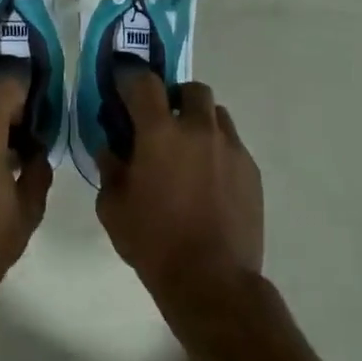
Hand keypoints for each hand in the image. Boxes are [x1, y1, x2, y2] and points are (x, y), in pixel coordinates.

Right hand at [96, 73, 263, 324]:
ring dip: (200, 121)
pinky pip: (233, 144)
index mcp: (160, 132)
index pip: (145, 82)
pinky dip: (218, 150)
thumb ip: (109, 169)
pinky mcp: (252, 170)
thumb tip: (111, 150)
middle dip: (175, 98)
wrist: (212, 281)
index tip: (123, 87)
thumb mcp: (113, 207)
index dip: (131, 78)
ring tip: (189, 150)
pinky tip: (209, 179)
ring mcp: (231, 148)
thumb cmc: (154, 242)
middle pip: (191, 89)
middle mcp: (199, 129)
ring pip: (216, 114)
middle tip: (162, 123)